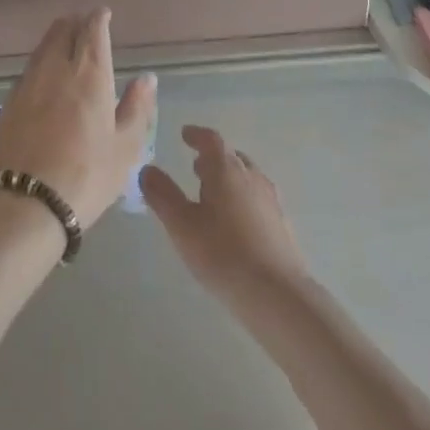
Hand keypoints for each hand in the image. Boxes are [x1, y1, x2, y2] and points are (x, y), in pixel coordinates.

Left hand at [0, 9, 156, 229]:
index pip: (93, 30)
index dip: (98, 18)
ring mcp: (27, 83)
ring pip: (42, 47)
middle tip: (85, 26)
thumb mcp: (125, 147)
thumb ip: (137, 108)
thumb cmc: (86, 176)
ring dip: (56, 39)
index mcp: (89, 74)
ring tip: (66, 46)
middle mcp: (56, 68)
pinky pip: (29, 70)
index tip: (103, 14)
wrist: (25, 203)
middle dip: (75, 22)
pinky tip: (46, 79)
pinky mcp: (9, 102)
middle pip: (62, 30)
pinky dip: (41, 63)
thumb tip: (146, 77)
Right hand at [140, 126, 307, 300]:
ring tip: (213, 194)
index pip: (211, 140)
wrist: (277, 294)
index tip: (184, 135)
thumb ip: (162, 194)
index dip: (196, 135)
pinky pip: (258, 198)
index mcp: (226, 169)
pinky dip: (243, 198)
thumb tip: (147, 169)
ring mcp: (270, 199)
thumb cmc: (222, 253)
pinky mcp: (282, 223)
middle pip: (231, 156)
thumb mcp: (181, 225)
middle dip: (212, 158)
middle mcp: (251, 176)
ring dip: (229, 178)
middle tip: (195, 167)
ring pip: (247, 177)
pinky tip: (236, 222)